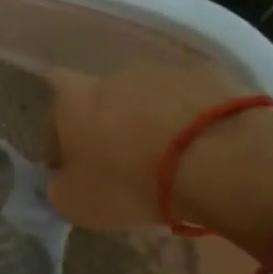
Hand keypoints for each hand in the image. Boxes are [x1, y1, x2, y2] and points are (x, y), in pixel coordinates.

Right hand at [44, 61, 248, 230]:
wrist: (220, 160)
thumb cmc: (130, 183)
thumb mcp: (75, 203)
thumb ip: (59, 187)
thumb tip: (63, 181)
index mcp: (71, 100)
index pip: (52, 119)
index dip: (58, 146)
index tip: (71, 172)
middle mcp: (112, 75)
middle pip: (100, 105)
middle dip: (106, 131)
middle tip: (120, 167)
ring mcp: (164, 70)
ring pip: (146, 101)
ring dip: (148, 124)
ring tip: (166, 161)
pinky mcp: (210, 74)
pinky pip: (187, 103)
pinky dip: (187, 122)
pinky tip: (198, 151)